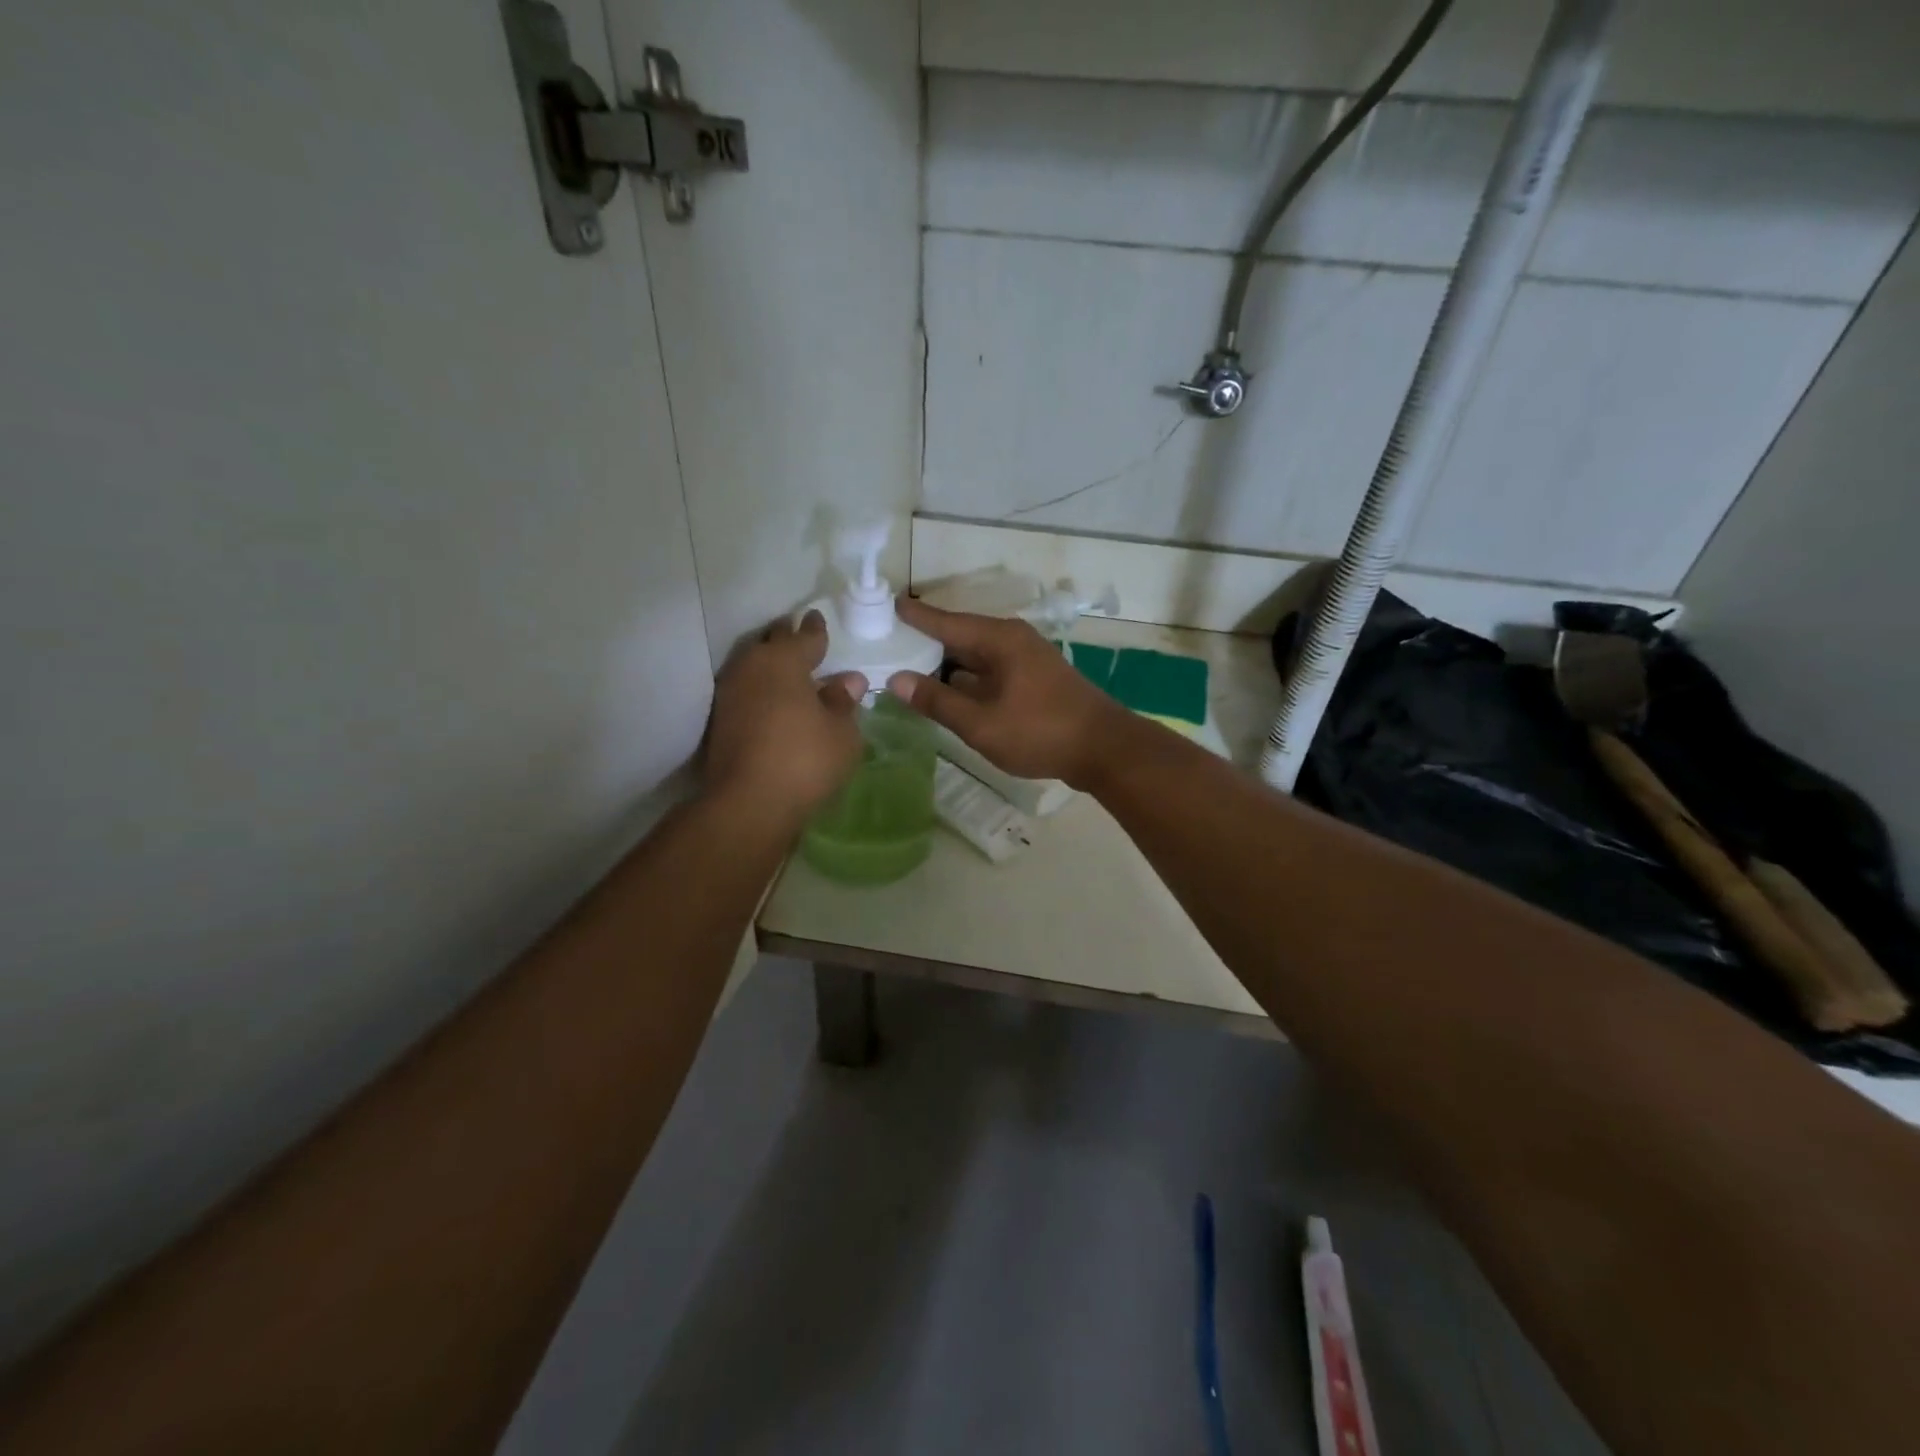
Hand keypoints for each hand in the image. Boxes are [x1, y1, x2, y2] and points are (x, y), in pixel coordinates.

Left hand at [705, 611, 866, 818]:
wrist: (748, 803)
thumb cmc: (805, 759)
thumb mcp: (841, 732)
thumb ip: (843, 702)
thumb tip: (847, 681)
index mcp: (783, 660)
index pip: (804, 635)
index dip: (815, 629)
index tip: (817, 619)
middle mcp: (751, 667)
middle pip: (771, 643)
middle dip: (787, 638)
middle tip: (802, 639)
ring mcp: (729, 693)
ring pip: (753, 666)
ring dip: (771, 665)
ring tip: (790, 672)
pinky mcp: (719, 721)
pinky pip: (746, 690)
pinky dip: (761, 689)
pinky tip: (774, 702)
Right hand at [888, 596, 1126, 787]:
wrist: (1104, 749)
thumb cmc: (1040, 732)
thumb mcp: (981, 723)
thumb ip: (938, 701)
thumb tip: (897, 680)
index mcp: (999, 639)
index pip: (946, 621)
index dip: (914, 616)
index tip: (885, 606)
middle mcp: (1012, 639)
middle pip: (959, 635)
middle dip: (925, 640)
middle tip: (886, 643)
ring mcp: (1026, 658)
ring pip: (975, 654)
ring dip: (946, 662)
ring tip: (908, 667)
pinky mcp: (1034, 678)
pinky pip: (990, 669)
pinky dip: (966, 676)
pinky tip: (948, 691)